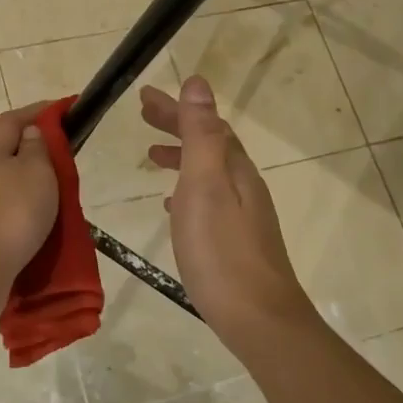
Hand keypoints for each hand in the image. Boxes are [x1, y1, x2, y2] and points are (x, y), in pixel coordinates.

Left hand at [0, 102, 60, 294]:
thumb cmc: (11, 214)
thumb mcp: (36, 173)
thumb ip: (36, 149)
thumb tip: (30, 132)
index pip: (12, 120)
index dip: (36, 111)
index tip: (62, 109)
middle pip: (4, 151)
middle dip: (32, 150)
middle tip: (61, 159)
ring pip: (3, 184)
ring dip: (26, 185)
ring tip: (53, 196)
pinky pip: (1, 211)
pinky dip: (19, 211)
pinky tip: (34, 224)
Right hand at [142, 77, 316, 347]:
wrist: (258, 319)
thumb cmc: (222, 252)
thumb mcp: (206, 186)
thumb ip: (201, 135)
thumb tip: (198, 84)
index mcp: (235, 170)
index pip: (207, 124)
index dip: (177, 108)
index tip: (144, 97)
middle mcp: (244, 186)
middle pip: (210, 144)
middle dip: (178, 125)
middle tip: (144, 115)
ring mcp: (244, 216)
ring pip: (210, 172)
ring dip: (182, 156)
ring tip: (153, 156)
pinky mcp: (237, 242)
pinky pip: (209, 200)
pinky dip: (188, 191)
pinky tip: (173, 207)